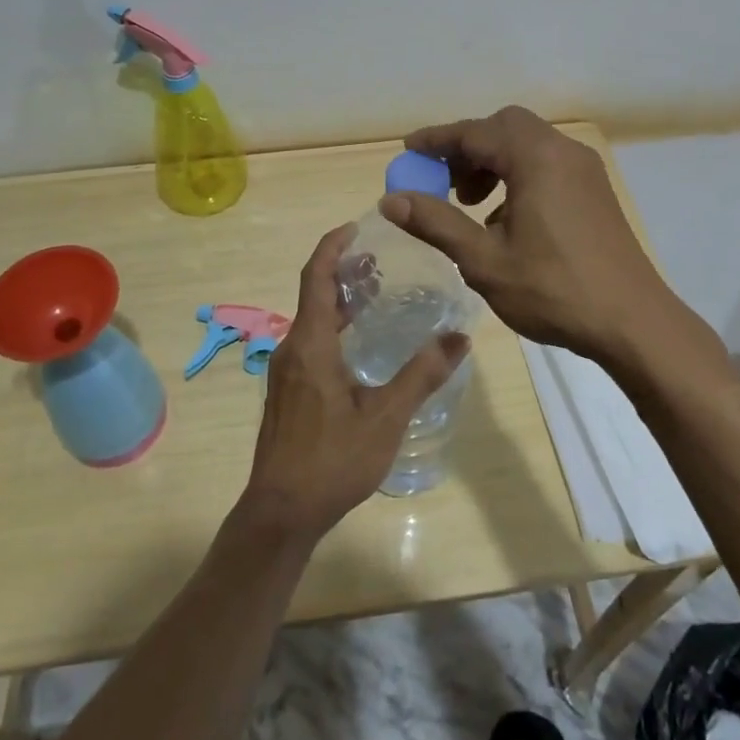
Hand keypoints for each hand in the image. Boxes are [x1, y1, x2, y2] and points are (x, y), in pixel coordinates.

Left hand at [238, 224, 468, 543]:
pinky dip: (334, 326)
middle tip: (381, 260)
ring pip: (312, 319)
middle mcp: (292, 348)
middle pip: (315, 293)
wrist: (280, 512)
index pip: (317, 275)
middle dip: (344, 270)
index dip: (334, 246)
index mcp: (311, 343)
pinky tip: (360, 344)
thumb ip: (422, 374)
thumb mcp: (385, 416)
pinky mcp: (287, 390)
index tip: (358, 226)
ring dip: (340, 300)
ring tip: (376, 294)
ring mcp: (286, 371)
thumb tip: (460, 337)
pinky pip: (310, 341)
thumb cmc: (333, 460)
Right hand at [379, 106, 674, 362]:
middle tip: (444, 182)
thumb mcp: (485, 260)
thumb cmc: (554, 290)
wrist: (633, 322)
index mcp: (535, 158)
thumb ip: (436, 223)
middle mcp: (563, 151)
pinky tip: (507, 220)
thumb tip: (391, 200)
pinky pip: (547, 164)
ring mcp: (585, 169)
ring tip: (471, 204)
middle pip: (505, 127)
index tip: (408, 151)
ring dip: (493, 162)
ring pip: (528, 144)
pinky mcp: (595, 190)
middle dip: (468, 148)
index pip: (475, 132)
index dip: (437, 140)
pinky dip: (518, 175)